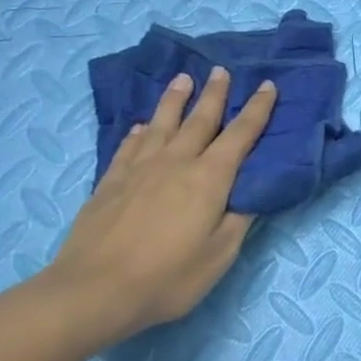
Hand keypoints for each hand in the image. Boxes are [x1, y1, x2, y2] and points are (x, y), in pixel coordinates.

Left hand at [46, 68, 276, 338]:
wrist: (92, 291)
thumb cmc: (167, 277)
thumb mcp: (219, 255)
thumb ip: (238, 220)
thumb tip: (249, 194)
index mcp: (210, 178)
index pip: (241, 134)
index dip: (257, 109)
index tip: (267, 85)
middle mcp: (176, 162)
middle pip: (200, 119)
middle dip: (214, 93)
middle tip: (220, 69)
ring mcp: (139, 169)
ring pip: (162, 124)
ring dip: (175, 100)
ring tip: (182, 79)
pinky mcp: (110, 182)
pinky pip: (129, 147)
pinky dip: (139, 133)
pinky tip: (141, 127)